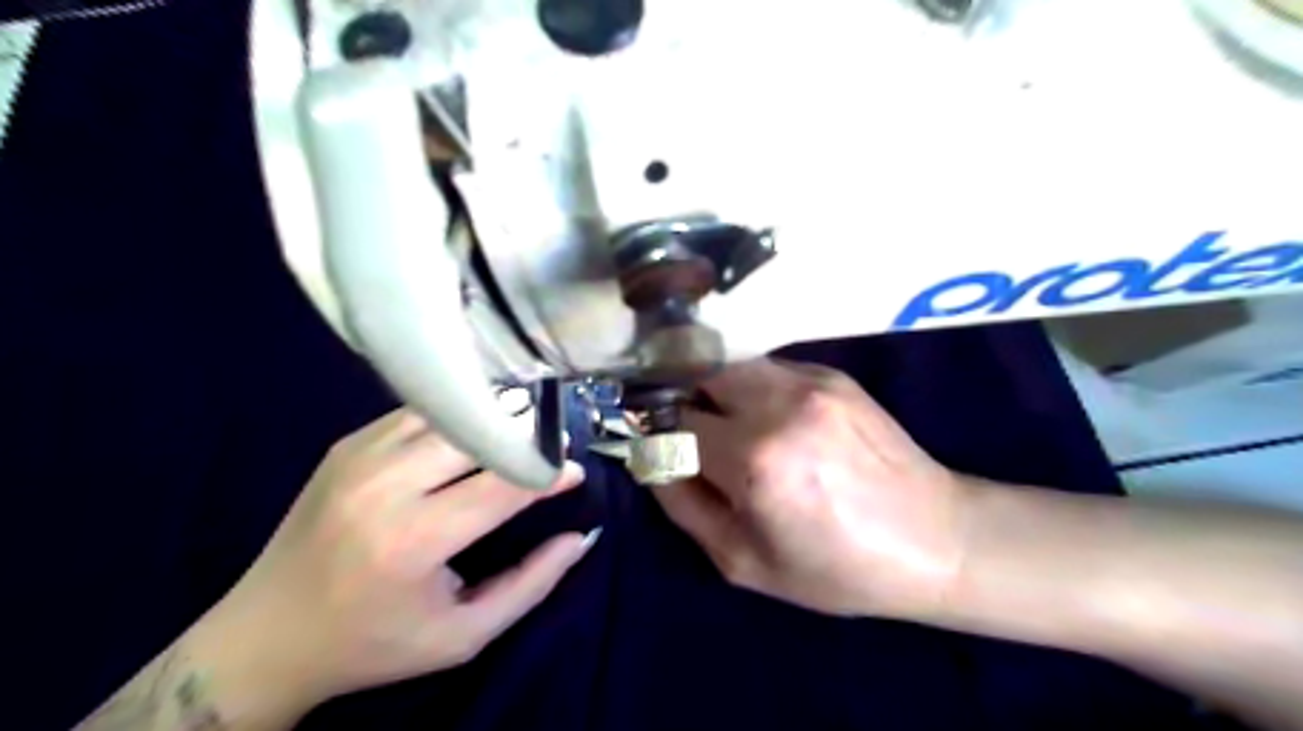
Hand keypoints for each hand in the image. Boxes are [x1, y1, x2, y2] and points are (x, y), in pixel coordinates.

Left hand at [209, 410, 592, 705]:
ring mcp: (359, 457)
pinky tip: (474, 431)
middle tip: (551, 447)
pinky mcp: (346, 445)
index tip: (575, 470)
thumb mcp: (462, 635)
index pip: (503, 485)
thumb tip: (580, 536)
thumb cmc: (373, 644)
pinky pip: (418, 413)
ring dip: (492, 417)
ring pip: (449, 413)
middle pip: (477, 434)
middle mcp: (384, 486)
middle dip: (525, 435)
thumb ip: (531, 584)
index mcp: (412, 540)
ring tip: (520, 432)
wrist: (264, 637)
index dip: (548, 473)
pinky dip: (456, 416)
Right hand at [664, 358, 966, 616]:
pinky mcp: (833, 374)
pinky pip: (770, 370)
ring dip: (721, 394)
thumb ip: (683, 503)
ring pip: (733, 367)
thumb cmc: (835, 567)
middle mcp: (778, 405)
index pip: (674, 422)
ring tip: (738, 430)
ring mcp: (810, 382)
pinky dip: (757, 390)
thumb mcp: (741, 560)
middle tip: (701, 440)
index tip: (660, 449)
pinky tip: (780, 423)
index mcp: (753, 459)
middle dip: (689, 406)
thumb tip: (650, 457)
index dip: (659, 435)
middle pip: (700, 377)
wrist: (935, 539)